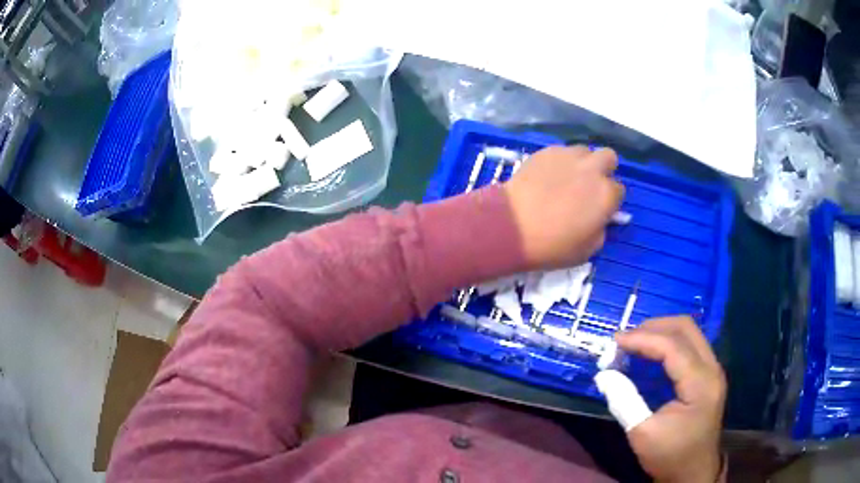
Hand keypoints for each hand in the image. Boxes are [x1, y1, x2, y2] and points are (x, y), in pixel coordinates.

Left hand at [503, 146, 623, 268]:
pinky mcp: (546, 151)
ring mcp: (568, 156)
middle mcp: (592, 169)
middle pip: (609, 157)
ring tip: (566, 179)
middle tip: (588, 186)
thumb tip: (599, 218)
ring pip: (584, 151)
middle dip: (603, 169)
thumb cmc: (552, 245)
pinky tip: (547, 176)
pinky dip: (559, 162)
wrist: (511, 227)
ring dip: (582, 163)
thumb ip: (600, 229)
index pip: (619, 191)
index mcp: (606, 194)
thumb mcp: (587, 250)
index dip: (609, 200)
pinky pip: (561, 151)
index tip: (599, 209)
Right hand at [616, 316, 725, 482]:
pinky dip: (668, 342)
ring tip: (634, 342)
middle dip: (653, 326)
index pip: (673, 346)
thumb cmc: (670, 456)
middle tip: (625, 337)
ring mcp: (713, 370)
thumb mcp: (643, 434)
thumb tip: (604, 374)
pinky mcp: (708, 375)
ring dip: (661, 331)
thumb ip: (624, 401)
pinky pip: (690, 345)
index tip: (615, 340)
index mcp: (700, 383)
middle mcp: (712, 368)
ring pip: (689, 333)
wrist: (693, 472)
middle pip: (686, 328)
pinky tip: (651, 353)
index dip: (643, 339)